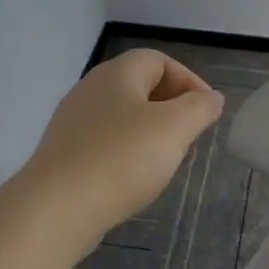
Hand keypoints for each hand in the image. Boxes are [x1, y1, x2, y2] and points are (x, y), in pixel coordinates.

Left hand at [22, 49, 224, 244]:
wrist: (57, 208)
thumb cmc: (122, 159)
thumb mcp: (175, 128)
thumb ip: (200, 108)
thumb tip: (211, 98)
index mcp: (117, 74)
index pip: (159, 60)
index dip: (189, 80)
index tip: (207, 111)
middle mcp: (90, 89)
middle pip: (139, 86)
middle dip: (171, 107)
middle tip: (190, 135)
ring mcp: (73, 122)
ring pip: (122, 116)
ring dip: (150, 132)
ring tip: (166, 159)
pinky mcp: (64, 154)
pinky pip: (105, 142)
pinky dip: (127, 152)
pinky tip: (134, 178)